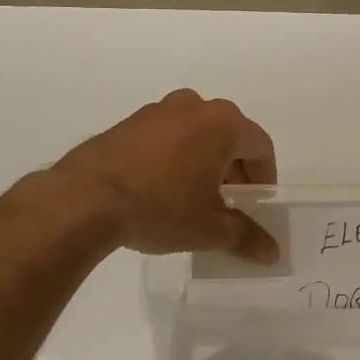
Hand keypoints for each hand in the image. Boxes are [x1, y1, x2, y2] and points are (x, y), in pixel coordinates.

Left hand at [54, 89, 279, 262]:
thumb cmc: (161, 206)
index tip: (257, 203)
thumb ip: (246, 237)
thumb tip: (273, 254)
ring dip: (204, 162)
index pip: (260, 146)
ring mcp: (158, 110)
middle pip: (228, 136)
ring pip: (196, 134)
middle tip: (230, 204)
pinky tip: (162, 189)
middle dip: (234, 170)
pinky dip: (175, 157)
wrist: (86, 197)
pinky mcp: (129, 122)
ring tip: (195, 198)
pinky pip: (167, 136)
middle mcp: (194, 106)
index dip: (264, 177)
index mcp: (222, 123)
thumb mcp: (209, 228)